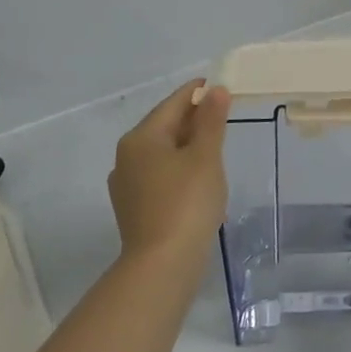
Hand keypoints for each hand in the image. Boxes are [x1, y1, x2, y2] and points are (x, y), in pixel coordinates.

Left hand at [108, 80, 231, 259]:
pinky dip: (179, 169)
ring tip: (215, 147)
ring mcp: (127, 184)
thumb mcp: (206, 156)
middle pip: (164, 127)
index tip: (220, 86)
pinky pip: (159, 176)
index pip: (173, 104)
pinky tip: (198, 180)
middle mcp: (127, 156)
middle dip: (193, 120)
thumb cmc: (186, 203)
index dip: (198, 93)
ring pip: (162, 153)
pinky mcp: (134, 208)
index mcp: (141, 138)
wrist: (162, 265)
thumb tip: (215, 90)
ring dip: (187, 146)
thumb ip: (211, 121)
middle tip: (224, 116)